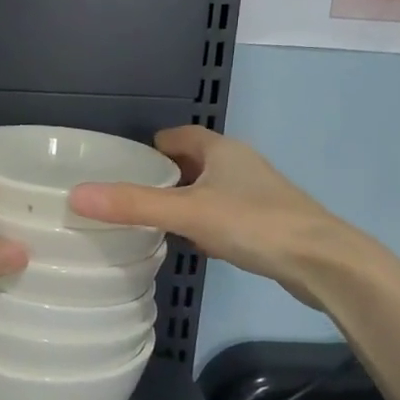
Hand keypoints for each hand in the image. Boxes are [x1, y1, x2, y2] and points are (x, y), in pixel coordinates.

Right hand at [67, 127, 383, 307]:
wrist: (323, 262)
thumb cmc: (254, 224)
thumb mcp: (187, 213)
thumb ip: (133, 205)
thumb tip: (76, 195)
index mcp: (222, 150)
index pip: (178, 137)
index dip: (151, 147)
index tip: (123, 165)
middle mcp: (240, 166)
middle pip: (193, 163)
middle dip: (163, 175)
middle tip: (129, 194)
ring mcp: (257, 195)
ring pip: (209, 191)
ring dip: (184, 200)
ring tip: (151, 220)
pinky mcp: (267, 225)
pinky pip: (224, 216)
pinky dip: (204, 224)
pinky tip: (192, 244)